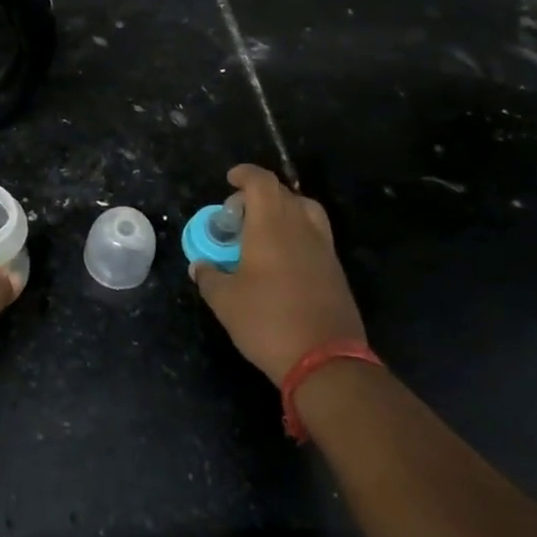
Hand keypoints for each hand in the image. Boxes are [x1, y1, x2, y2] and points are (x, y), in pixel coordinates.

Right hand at [190, 164, 365, 385]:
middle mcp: (301, 228)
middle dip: (258, 195)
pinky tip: (280, 259)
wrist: (325, 361)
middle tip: (237, 216)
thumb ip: (208, 276)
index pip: (261, 182)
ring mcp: (323, 248)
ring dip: (282, 211)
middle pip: (283, 193)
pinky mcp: (335, 270)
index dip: (245, 175)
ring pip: (305, 211)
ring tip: (262, 231)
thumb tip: (200, 266)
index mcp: (271, 226)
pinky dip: (296, 233)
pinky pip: (315, 235)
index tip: (230, 179)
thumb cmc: (267, 322)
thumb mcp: (224, 301)